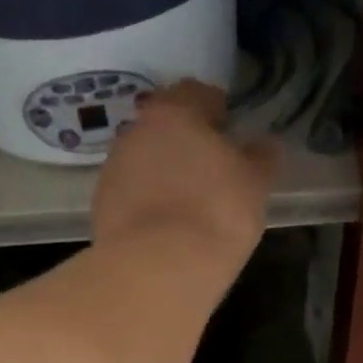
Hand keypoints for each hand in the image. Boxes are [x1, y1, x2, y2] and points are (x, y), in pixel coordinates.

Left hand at [92, 80, 275, 265]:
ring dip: (163, 172)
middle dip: (185, 141)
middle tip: (210, 168)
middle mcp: (136, 132)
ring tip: (187, 202)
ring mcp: (112, 169)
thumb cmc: (216, 213)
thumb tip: (262, 144)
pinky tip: (164, 226)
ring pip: (143, 160)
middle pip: (164, 126)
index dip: (216, 109)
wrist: (156, 269)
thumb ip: (260, 157)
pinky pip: (130, 193)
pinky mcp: (100, 206)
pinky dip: (146, 201)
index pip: (196, 93)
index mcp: (174, 113)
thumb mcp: (254, 184)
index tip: (229, 130)